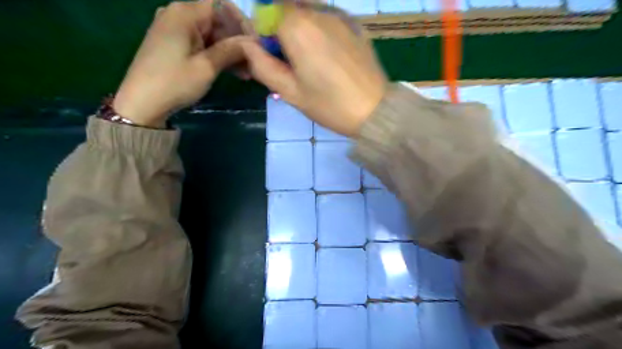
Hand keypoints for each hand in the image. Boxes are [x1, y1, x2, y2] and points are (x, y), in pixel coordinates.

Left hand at [113, 1, 251, 127]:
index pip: (221, 5)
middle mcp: (178, 14)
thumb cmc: (175, 82)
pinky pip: (202, 43)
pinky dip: (217, 55)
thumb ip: (231, 50)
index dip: (242, 22)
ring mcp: (175, 29)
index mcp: (184, 13)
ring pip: (212, 34)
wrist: (142, 103)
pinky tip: (232, 71)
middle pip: (217, 20)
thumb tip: (253, 42)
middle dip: (237, 40)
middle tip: (253, 63)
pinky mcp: (174, 44)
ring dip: (230, 51)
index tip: (255, 43)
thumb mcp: (207, 66)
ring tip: (246, 72)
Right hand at [240, 1, 386, 135]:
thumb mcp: (291, 92)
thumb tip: (247, 46)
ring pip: (308, 13)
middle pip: (287, 9)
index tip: (272, 58)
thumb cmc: (330, 105)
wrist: (375, 110)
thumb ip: (263, 66)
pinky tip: (330, 57)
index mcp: (298, 27)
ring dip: (301, 31)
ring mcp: (340, 16)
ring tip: (312, 63)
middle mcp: (318, 12)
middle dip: (282, 31)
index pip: (266, 12)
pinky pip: (327, 19)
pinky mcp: (355, 24)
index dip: (264, 34)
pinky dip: (320, 31)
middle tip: (291, 64)